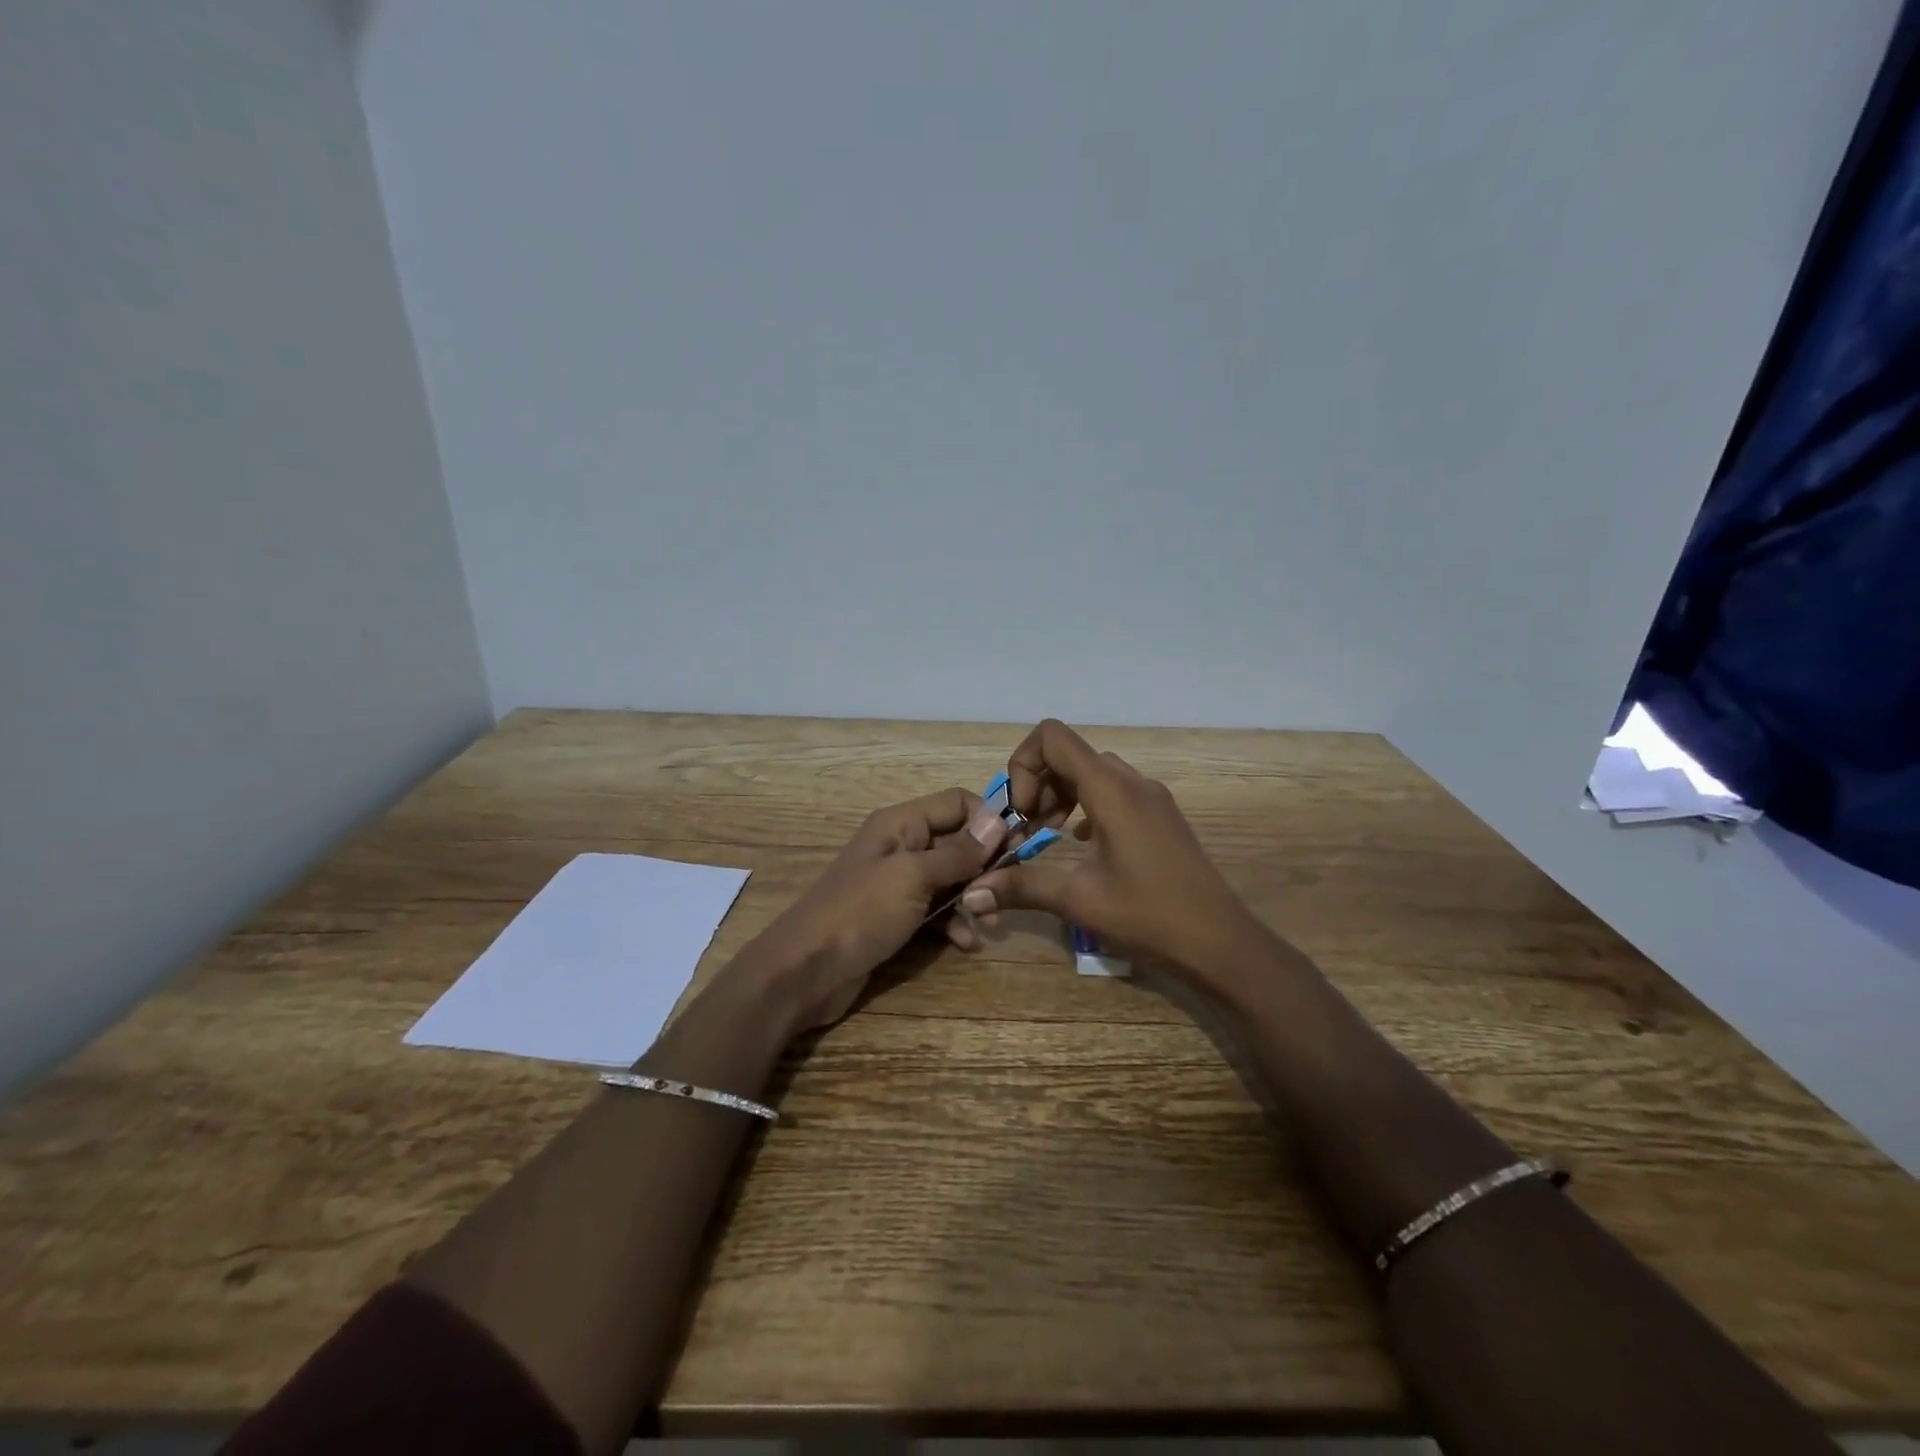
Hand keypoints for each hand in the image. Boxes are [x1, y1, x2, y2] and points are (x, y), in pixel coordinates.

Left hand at [746, 787, 1010, 1029]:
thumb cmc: (860, 913)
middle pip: (957, 842)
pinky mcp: (895, 917)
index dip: (989, 820)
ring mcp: (897, 884)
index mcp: (901, 824)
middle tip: (1005, 892)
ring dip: (972, 898)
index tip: (1017, 848)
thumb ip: (957, 852)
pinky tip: (964, 944)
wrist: (804, 971)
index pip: (957, 802)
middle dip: (985, 865)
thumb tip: (999, 820)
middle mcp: (901, 846)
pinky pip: (934, 911)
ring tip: (987, 923)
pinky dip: (952, 923)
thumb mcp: (913, 877)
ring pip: (950, 879)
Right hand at [962, 720, 1262, 973]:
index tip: (1021, 813)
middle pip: (1069, 755)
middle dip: (1037, 786)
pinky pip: (1112, 792)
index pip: (1052, 737)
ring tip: (1046, 839)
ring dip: (1059, 796)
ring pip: (1091, 774)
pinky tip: (1079, 845)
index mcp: (1110, 789)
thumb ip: (1022, 886)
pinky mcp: (1159, 816)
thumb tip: (972, 894)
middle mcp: (1131, 781)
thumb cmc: (1149, 915)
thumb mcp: (1079, 899)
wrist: (1220, 943)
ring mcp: (1150, 797)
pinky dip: (1084, 807)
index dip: (1023, 765)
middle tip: (1025, 831)